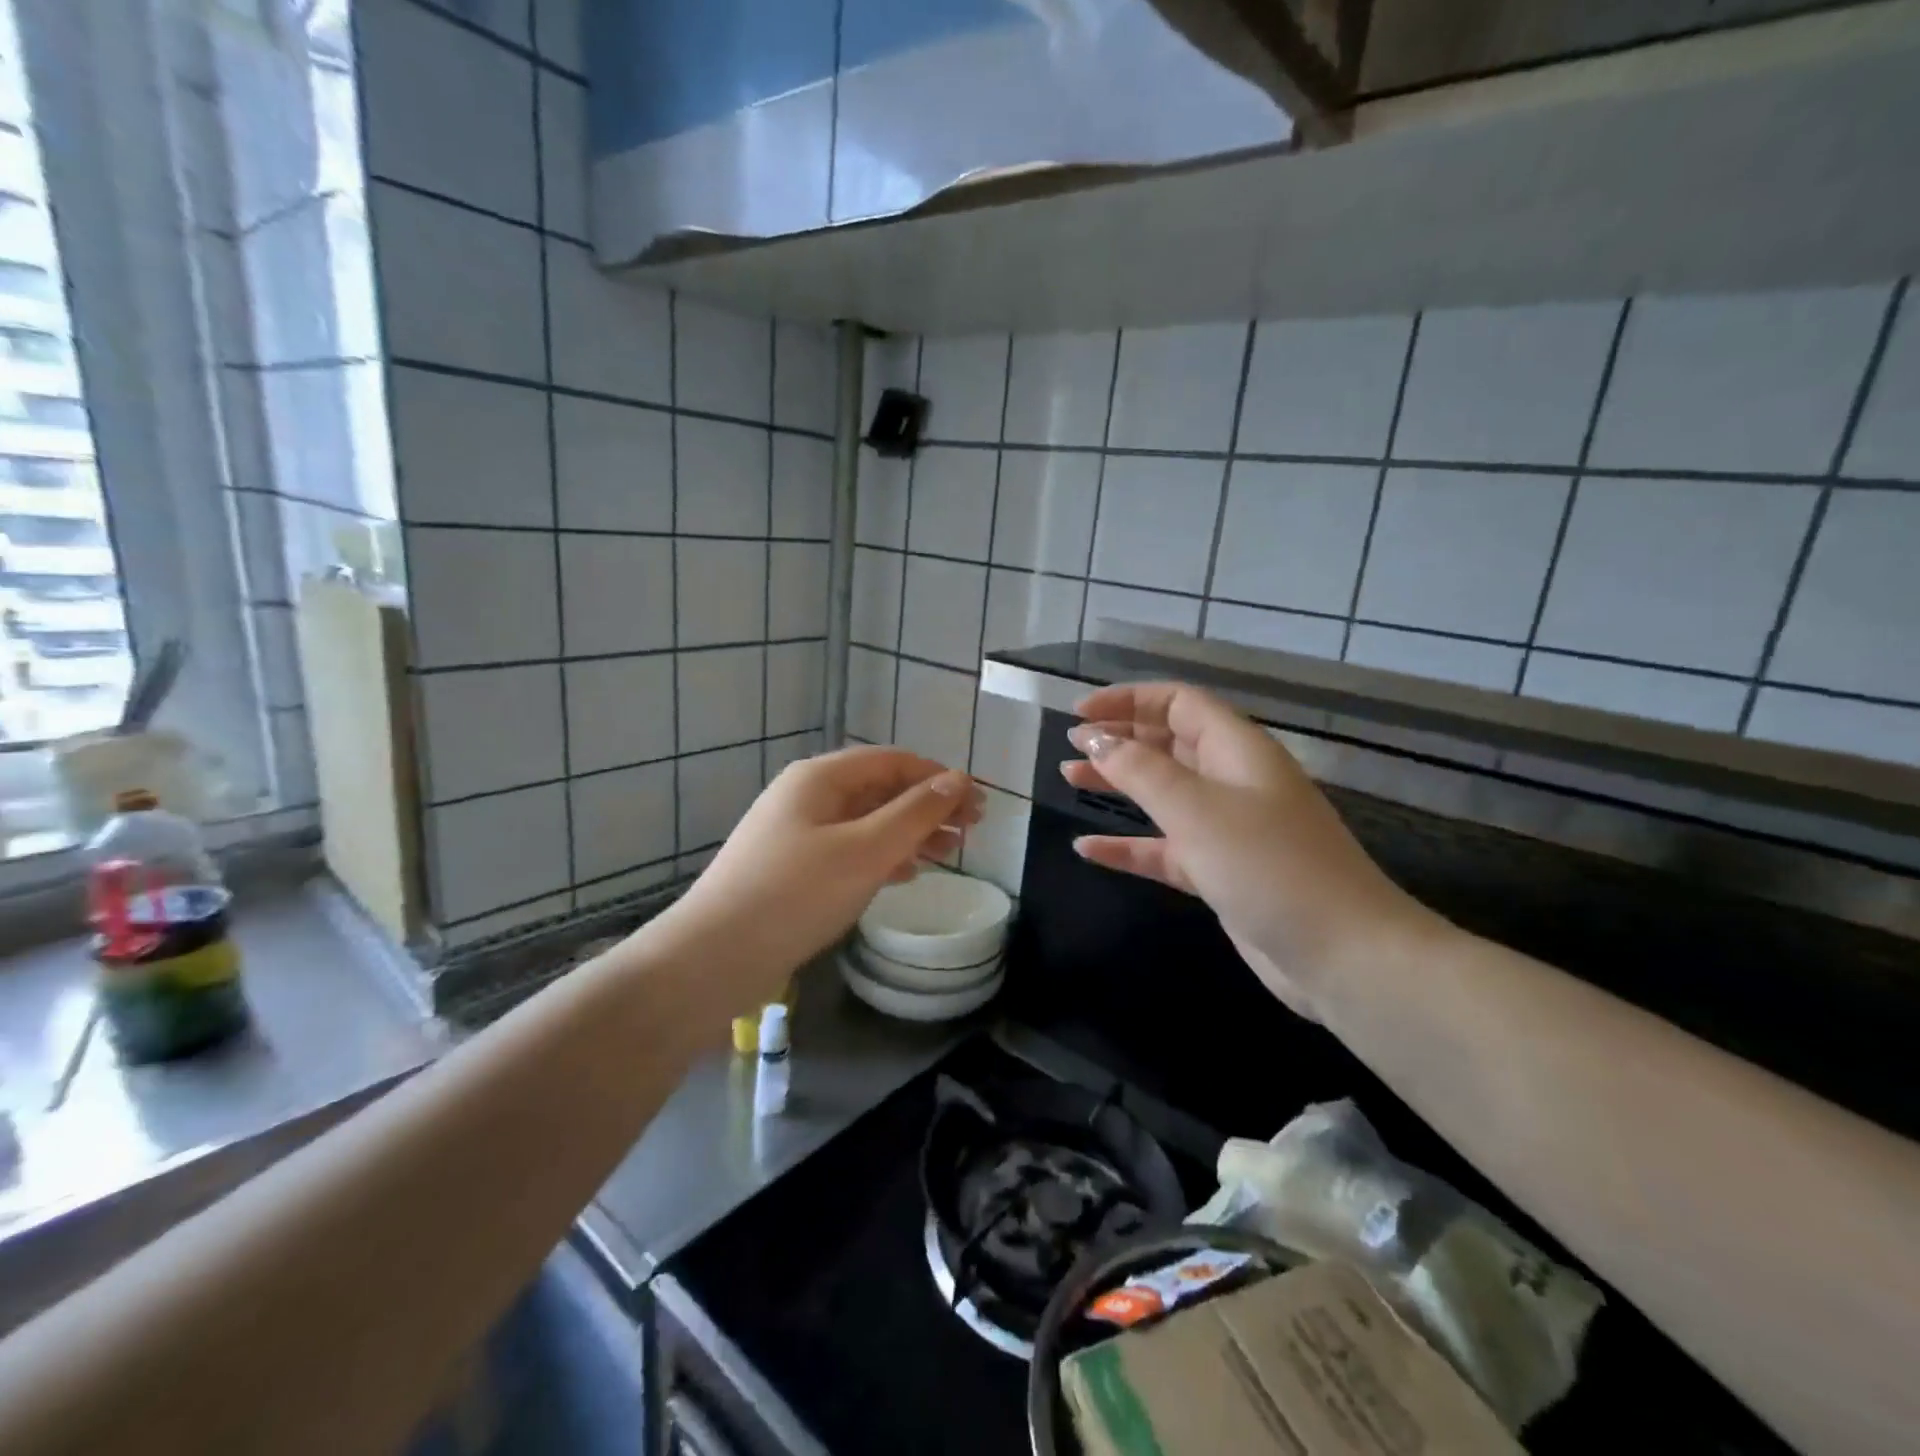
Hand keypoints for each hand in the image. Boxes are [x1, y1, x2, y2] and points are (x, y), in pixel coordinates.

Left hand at [661, 746, 981, 1009]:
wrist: (712, 958)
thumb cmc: (795, 894)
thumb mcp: (865, 851)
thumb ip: (914, 813)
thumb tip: (958, 779)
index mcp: (820, 778)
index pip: (893, 761)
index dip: (939, 778)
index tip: (979, 804)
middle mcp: (807, 796)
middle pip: (880, 790)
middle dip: (928, 808)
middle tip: (971, 833)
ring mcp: (796, 833)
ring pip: (867, 822)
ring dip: (909, 834)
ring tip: (948, 855)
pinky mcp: (792, 869)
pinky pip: (849, 850)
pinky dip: (882, 857)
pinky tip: (905, 874)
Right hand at [1064, 683, 1433, 1016]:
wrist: (1341, 954)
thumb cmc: (1267, 864)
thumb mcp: (1196, 809)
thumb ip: (1140, 771)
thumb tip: (1096, 739)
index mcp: (1237, 749)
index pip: (1178, 703)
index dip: (1128, 700)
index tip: (1081, 715)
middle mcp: (1233, 780)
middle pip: (1169, 742)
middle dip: (1120, 738)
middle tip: (1071, 745)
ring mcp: (1229, 828)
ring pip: (1164, 793)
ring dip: (1119, 784)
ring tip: (1069, 778)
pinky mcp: (1222, 871)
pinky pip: (1166, 847)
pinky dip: (1130, 845)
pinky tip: (1088, 850)